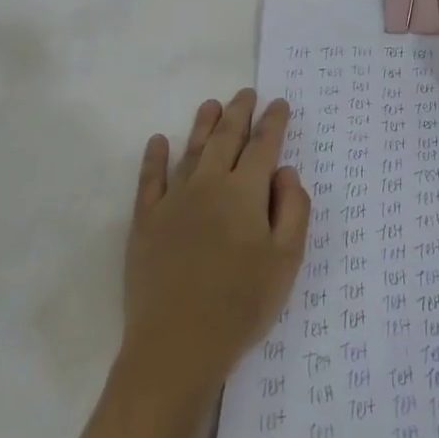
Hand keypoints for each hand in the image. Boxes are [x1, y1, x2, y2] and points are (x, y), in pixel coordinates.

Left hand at [121, 89, 309, 392]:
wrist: (177, 344)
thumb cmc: (241, 304)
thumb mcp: (286, 261)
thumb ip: (293, 210)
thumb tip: (285, 172)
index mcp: (245, 193)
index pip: (263, 146)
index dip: (273, 123)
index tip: (280, 104)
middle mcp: (209, 184)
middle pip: (226, 138)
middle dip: (239, 112)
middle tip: (246, 93)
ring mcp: (173, 200)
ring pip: (191, 150)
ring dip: (203, 124)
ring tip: (212, 104)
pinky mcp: (145, 221)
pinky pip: (150, 179)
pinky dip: (155, 157)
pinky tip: (158, 141)